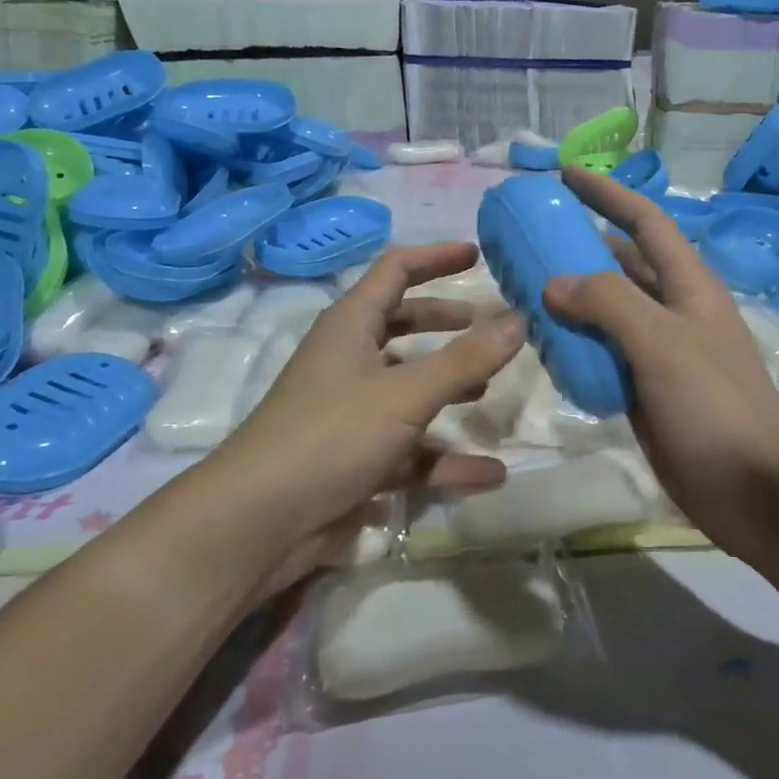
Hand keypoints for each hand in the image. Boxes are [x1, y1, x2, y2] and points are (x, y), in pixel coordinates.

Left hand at [214, 243, 525, 578]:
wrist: (258, 523)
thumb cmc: (331, 436)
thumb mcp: (406, 393)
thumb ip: (466, 359)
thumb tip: (520, 319)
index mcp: (351, 326)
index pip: (396, 270)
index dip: (436, 257)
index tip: (479, 255)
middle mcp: (350, 361)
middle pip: (403, 326)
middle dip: (446, 324)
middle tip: (489, 327)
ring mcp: (352, 412)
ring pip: (410, 390)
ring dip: (450, 389)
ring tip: (491, 392)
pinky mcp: (357, 459)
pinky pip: (412, 450)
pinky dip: (447, 458)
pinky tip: (491, 472)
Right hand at [543, 169, 778, 564]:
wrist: (754, 489)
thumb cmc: (715, 406)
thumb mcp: (663, 344)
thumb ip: (610, 304)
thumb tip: (555, 284)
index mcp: (689, 286)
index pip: (646, 222)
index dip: (608, 194)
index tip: (564, 175)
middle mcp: (674, 311)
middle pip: (622, 264)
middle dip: (580, 246)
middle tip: (528, 240)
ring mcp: (659, 353)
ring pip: (608, 312)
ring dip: (571, 299)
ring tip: (521, 289)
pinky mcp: (645, 391)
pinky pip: (603, 355)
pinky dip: (574, 346)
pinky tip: (542, 347)